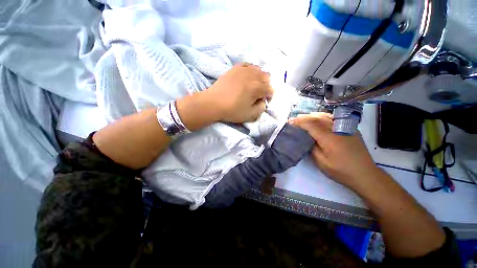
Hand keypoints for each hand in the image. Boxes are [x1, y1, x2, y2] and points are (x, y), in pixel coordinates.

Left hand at [203, 63, 273, 122]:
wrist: (213, 103)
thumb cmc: (232, 110)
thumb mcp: (250, 115)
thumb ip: (261, 108)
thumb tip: (263, 101)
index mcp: (257, 88)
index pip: (270, 89)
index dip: (269, 97)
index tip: (263, 102)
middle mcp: (252, 76)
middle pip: (266, 77)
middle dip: (265, 86)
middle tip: (258, 94)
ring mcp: (243, 70)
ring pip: (258, 69)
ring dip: (259, 77)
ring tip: (252, 85)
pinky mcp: (235, 68)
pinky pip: (247, 65)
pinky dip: (250, 70)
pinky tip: (246, 77)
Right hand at [290, 113, 381, 189]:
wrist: (365, 174)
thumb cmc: (341, 171)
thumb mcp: (322, 163)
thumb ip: (312, 148)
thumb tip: (306, 138)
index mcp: (329, 138)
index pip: (311, 125)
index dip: (299, 122)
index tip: (290, 122)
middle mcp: (337, 129)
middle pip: (317, 118)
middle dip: (304, 118)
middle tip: (294, 120)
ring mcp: (345, 127)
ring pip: (325, 116)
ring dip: (312, 116)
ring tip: (303, 118)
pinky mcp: (350, 128)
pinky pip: (333, 118)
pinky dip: (323, 116)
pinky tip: (318, 119)